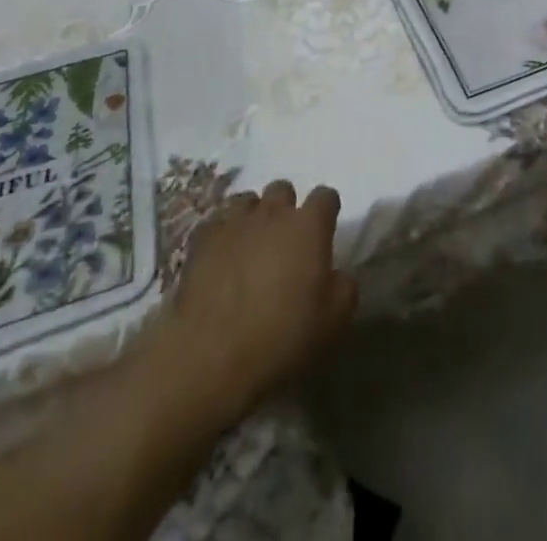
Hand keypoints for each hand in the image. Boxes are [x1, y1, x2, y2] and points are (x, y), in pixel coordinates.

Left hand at [153, 180, 356, 423]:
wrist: (209, 357)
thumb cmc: (280, 338)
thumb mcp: (334, 322)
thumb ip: (344, 287)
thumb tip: (337, 274)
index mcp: (308, 226)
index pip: (326, 196)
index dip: (326, 211)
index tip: (325, 231)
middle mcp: (273, 213)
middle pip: (283, 189)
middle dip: (286, 208)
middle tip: (285, 240)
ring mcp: (234, 222)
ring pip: (247, 200)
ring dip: (253, 216)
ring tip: (251, 244)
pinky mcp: (202, 240)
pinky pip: (217, 222)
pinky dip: (223, 233)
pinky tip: (222, 256)